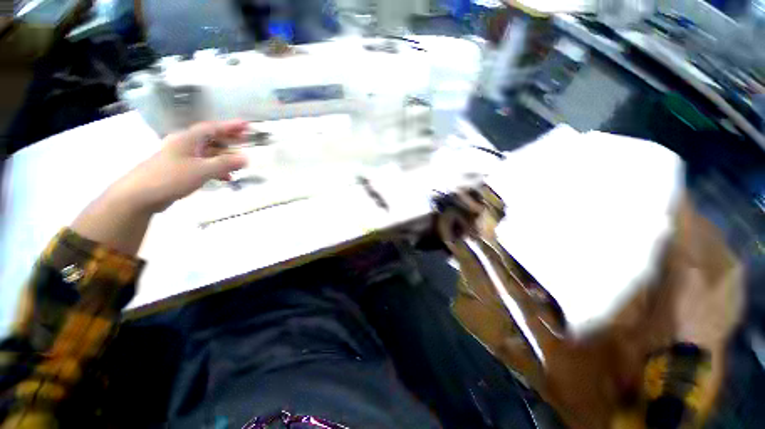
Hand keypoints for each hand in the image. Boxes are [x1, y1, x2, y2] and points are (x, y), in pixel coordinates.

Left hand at [113, 120, 248, 212]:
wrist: (141, 193)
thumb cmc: (171, 177)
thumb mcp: (200, 170)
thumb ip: (223, 164)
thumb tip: (246, 158)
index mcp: (191, 137)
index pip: (215, 127)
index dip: (231, 126)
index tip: (247, 126)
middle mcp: (185, 143)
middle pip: (210, 139)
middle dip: (228, 141)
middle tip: (244, 142)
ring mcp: (179, 157)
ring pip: (204, 154)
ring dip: (220, 159)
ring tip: (235, 167)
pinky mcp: (175, 171)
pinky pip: (197, 166)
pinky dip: (209, 170)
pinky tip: (219, 180)